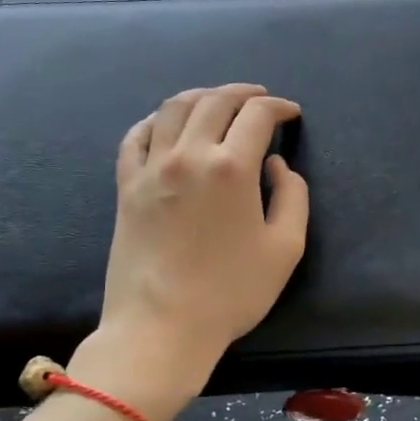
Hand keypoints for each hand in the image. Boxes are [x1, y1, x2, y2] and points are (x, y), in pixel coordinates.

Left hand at [94, 84, 308, 381]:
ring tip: (217, 101)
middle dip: (243, 93)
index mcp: (232, 167)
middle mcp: (189, 155)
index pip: (257, 116)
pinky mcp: (126, 186)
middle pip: (215, 101)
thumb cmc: (231, 292)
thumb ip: (293, 197)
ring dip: (201, 96)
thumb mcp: (286, 248)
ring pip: (174, 109)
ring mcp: (151, 168)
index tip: (291, 114)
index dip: (279, 107)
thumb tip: (276, 165)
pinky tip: (168, 125)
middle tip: (260, 99)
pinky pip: (137, 136)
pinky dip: (156, 120)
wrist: (161, 327)